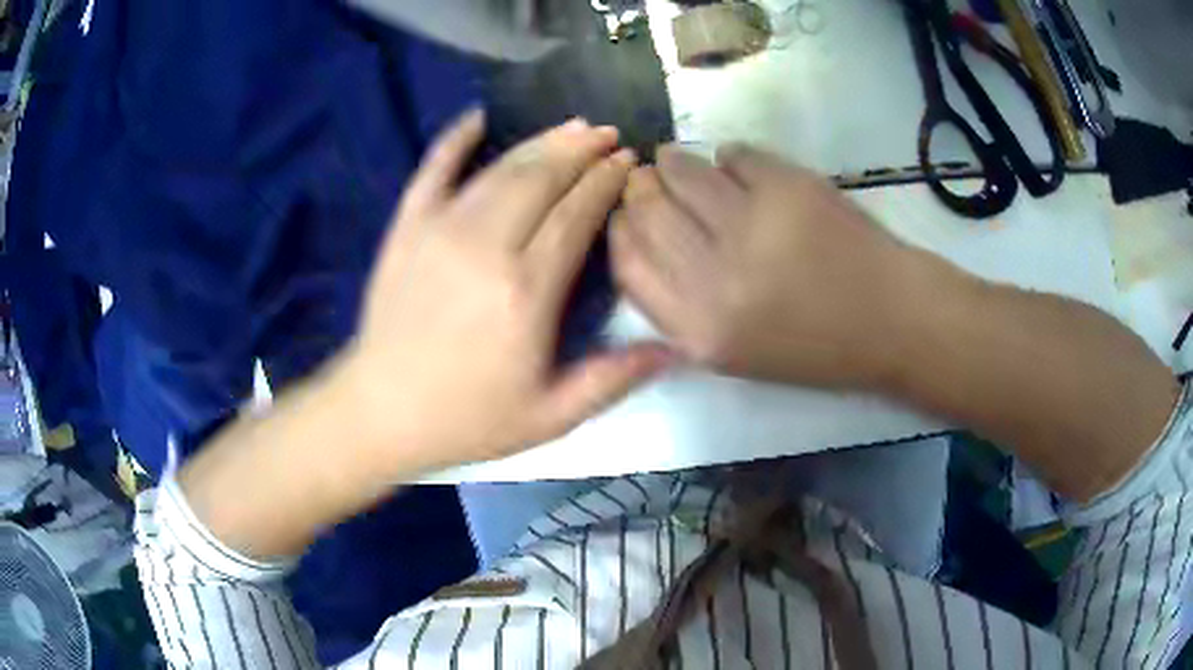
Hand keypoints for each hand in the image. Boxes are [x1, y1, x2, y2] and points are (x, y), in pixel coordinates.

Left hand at [339, 111, 672, 474]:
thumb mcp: (550, 416)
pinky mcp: (407, 226)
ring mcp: (440, 229)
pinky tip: (482, 117)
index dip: (605, 182)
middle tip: (609, 132)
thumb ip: (613, 379)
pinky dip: (457, 137)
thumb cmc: (468, 416)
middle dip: (582, 150)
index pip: (576, 215)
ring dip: (541, 142)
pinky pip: (434, 168)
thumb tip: (676, 348)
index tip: (628, 162)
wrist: (382, 410)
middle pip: (543, 178)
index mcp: (526, 292)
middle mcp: (486, 246)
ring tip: (572, 126)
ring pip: (501, 168)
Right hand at [611, 144, 940, 388]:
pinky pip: (736, 155)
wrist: (890, 321)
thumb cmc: (814, 345)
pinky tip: (741, 169)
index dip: (619, 227)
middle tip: (650, 176)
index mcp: (698, 330)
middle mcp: (716, 280)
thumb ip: (677, 303)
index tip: (625, 210)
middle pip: (649, 210)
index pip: (627, 262)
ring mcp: (754, 227)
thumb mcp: (732, 351)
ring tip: (684, 164)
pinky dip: (733, 159)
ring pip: (685, 171)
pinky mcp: (789, 188)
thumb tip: (637, 231)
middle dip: (642, 186)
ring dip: (678, 162)